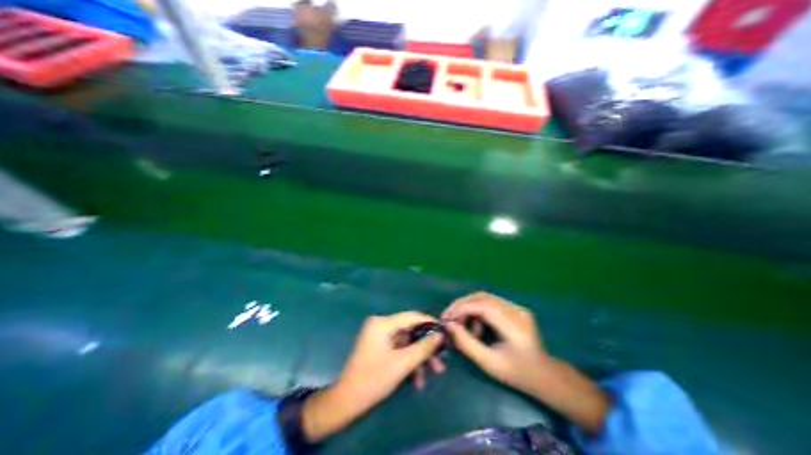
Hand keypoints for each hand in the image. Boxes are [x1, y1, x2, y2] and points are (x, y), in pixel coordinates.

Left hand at [303, 312, 442, 441]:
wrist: (347, 401)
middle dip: (425, 347)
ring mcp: (379, 335)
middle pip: (409, 331)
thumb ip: (423, 347)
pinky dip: (408, 360)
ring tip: (433, 373)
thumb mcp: (402, 363)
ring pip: (406, 342)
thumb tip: (439, 335)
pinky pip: (398, 348)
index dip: (429, 323)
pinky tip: (417, 379)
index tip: (444, 331)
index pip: (411, 316)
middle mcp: (380, 324)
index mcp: (382, 323)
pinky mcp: (379, 345)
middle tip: (440, 359)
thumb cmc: (374, 379)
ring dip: (418, 357)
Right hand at [442, 291, 547, 393]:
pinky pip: (490, 302)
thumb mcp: (489, 363)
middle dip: (462, 305)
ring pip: (484, 297)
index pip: (483, 306)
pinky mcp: (515, 307)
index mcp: (515, 326)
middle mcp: (517, 310)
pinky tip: (476, 325)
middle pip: (482, 297)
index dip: (462, 308)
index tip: (446, 318)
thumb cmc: (517, 374)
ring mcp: (517, 307)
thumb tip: (449, 326)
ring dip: (468, 307)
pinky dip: (477, 309)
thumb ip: (467, 343)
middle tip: (449, 317)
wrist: (546, 375)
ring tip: (462, 324)